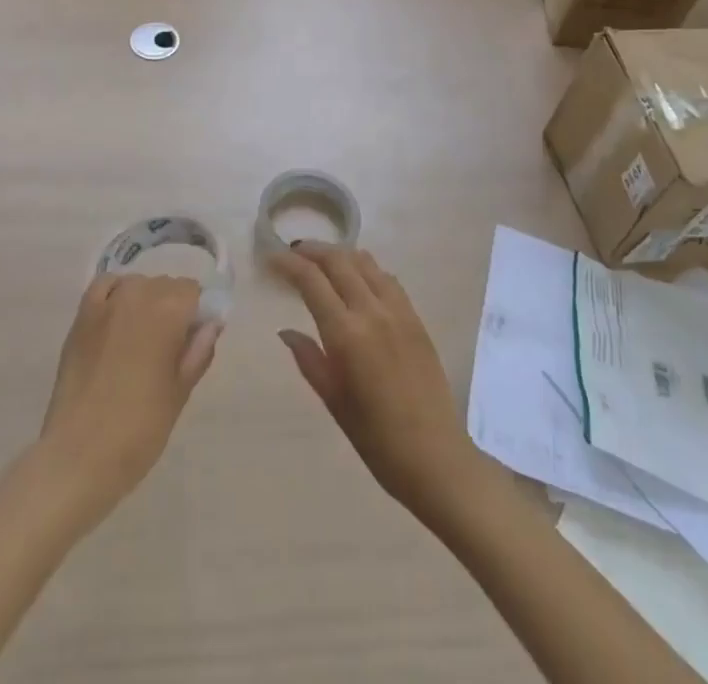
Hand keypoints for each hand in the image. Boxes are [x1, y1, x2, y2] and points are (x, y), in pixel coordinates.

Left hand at [37, 275, 220, 522]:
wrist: (78, 456)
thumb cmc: (139, 430)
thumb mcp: (180, 393)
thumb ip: (199, 352)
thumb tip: (211, 324)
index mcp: (168, 312)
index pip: (193, 291)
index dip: (197, 314)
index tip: (192, 342)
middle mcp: (138, 295)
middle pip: (165, 286)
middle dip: (172, 308)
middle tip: (167, 349)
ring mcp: (105, 303)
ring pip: (137, 285)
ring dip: (145, 302)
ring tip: (139, 341)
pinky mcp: (81, 317)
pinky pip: (105, 286)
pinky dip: (115, 294)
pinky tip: (116, 320)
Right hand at [270, 242, 481, 519]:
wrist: (435, 456)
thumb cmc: (376, 438)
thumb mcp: (333, 400)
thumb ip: (309, 359)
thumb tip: (286, 331)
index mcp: (346, 334)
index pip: (312, 281)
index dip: (289, 263)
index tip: (272, 257)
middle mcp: (372, 312)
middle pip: (338, 261)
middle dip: (312, 250)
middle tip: (293, 252)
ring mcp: (398, 311)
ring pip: (365, 262)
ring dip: (339, 254)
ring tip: (322, 260)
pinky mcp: (415, 318)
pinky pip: (387, 278)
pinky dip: (366, 268)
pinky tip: (357, 278)